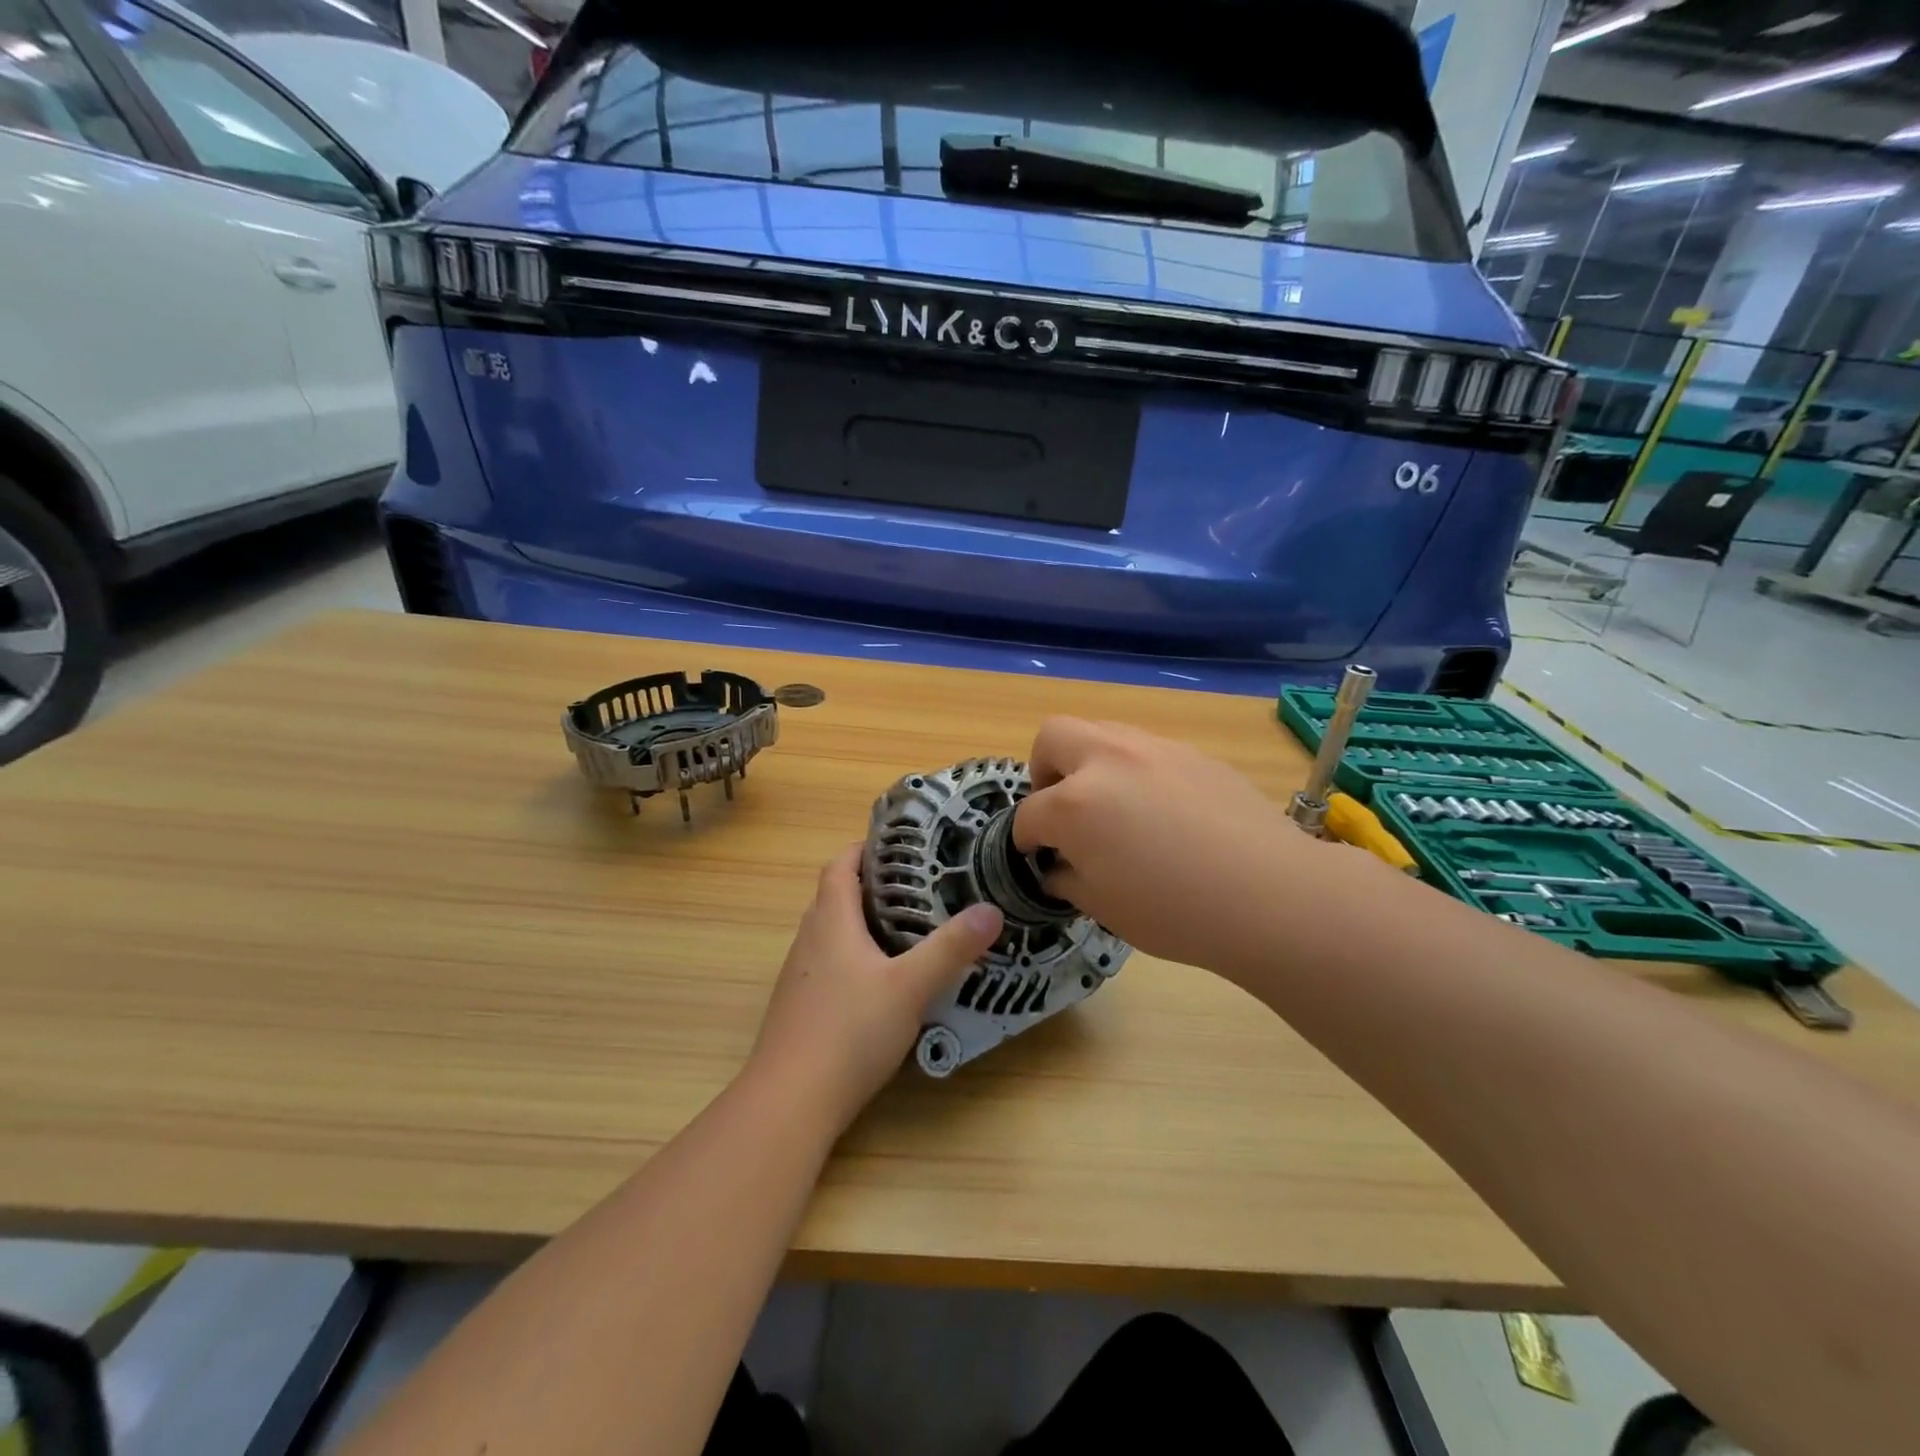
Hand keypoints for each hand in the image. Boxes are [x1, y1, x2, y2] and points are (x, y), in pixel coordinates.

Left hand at [748, 845, 1003, 1132]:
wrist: (790, 1102)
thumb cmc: (849, 1031)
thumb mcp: (910, 987)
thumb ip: (951, 949)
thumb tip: (991, 910)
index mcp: (830, 921)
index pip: (839, 865)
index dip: (864, 849)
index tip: (900, 845)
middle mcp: (809, 940)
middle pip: (836, 896)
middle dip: (872, 885)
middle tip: (920, 886)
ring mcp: (800, 976)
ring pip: (832, 933)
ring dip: (863, 922)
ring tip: (910, 928)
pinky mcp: (800, 1007)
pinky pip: (829, 964)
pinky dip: (855, 957)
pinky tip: (883, 982)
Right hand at [1013, 718, 1368, 978]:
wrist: (1270, 895)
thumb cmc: (1176, 913)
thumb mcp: (1104, 907)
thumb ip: (1068, 878)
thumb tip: (1059, 865)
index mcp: (1075, 804)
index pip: (1030, 813)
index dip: (1026, 838)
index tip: (1035, 854)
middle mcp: (1107, 761)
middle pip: (1053, 737)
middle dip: (1044, 769)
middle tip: (1061, 806)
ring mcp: (1154, 749)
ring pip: (1103, 732)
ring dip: (1090, 762)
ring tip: (1111, 804)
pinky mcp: (1193, 754)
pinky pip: (1147, 749)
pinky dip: (1135, 771)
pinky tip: (1161, 809)